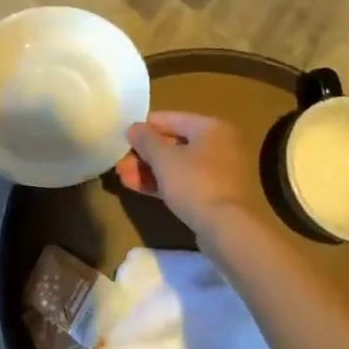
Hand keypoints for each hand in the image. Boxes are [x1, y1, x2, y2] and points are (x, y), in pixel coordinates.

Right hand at [117, 111, 276, 239]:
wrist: (228, 230)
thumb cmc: (195, 183)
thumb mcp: (163, 159)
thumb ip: (145, 140)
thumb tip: (134, 127)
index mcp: (211, 127)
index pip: (170, 118)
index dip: (144, 127)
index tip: (123, 137)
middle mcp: (220, 145)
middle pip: (174, 143)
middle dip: (144, 154)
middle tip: (120, 163)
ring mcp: (220, 172)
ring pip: (178, 165)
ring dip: (150, 170)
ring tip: (123, 177)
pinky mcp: (217, 195)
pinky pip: (186, 182)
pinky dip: (165, 183)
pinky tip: (139, 188)